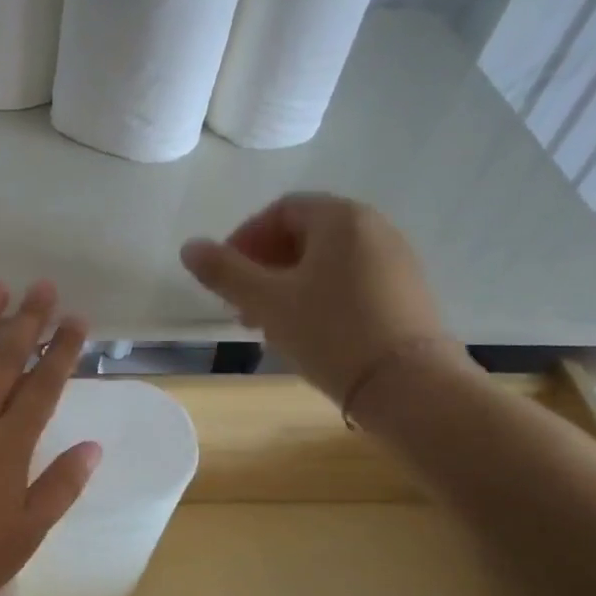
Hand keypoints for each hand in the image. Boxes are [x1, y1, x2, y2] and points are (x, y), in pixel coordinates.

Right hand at [180, 194, 457, 407]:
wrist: (406, 384)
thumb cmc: (330, 332)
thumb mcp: (266, 302)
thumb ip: (224, 272)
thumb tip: (189, 247)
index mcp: (340, 218)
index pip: (280, 211)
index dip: (244, 240)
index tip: (224, 279)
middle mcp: (373, 227)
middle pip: (304, 234)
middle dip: (264, 267)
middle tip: (242, 306)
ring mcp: (394, 259)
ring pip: (325, 261)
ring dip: (287, 285)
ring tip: (269, 324)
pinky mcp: (404, 291)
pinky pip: (349, 280)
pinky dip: (318, 296)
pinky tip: (306, 332)